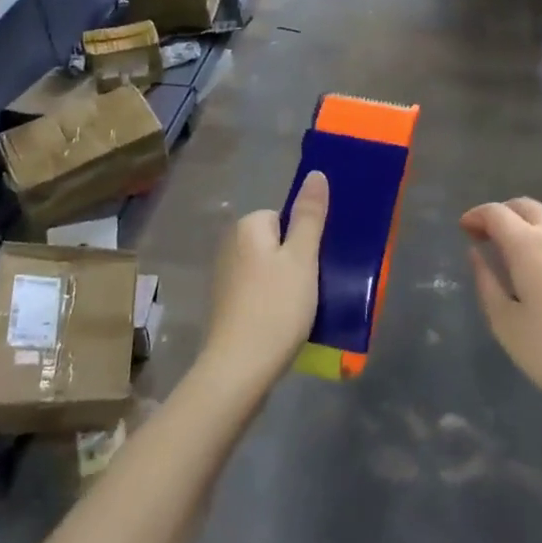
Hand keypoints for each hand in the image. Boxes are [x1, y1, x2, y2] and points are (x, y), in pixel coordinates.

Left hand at [200, 171, 326, 396]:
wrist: (239, 369)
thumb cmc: (275, 307)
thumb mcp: (302, 258)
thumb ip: (310, 215)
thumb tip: (316, 173)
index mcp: (247, 227)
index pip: (285, 217)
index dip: (304, 240)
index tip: (316, 264)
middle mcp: (230, 246)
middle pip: (277, 243)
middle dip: (297, 262)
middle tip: (313, 287)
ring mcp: (225, 278)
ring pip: (269, 270)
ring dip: (287, 285)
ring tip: (303, 309)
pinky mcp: (227, 306)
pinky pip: (259, 293)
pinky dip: (273, 303)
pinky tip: (285, 323)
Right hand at [461, 197, 541, 427]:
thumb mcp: (507, 325)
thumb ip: (487, 283)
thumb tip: (476, 254)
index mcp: (529, 244)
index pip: (496, 213)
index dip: (476, 216)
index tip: (464, 230)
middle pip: (524, 206)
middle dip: (501, 214)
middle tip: (485, 236)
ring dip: (527, 221)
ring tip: (516, 248)